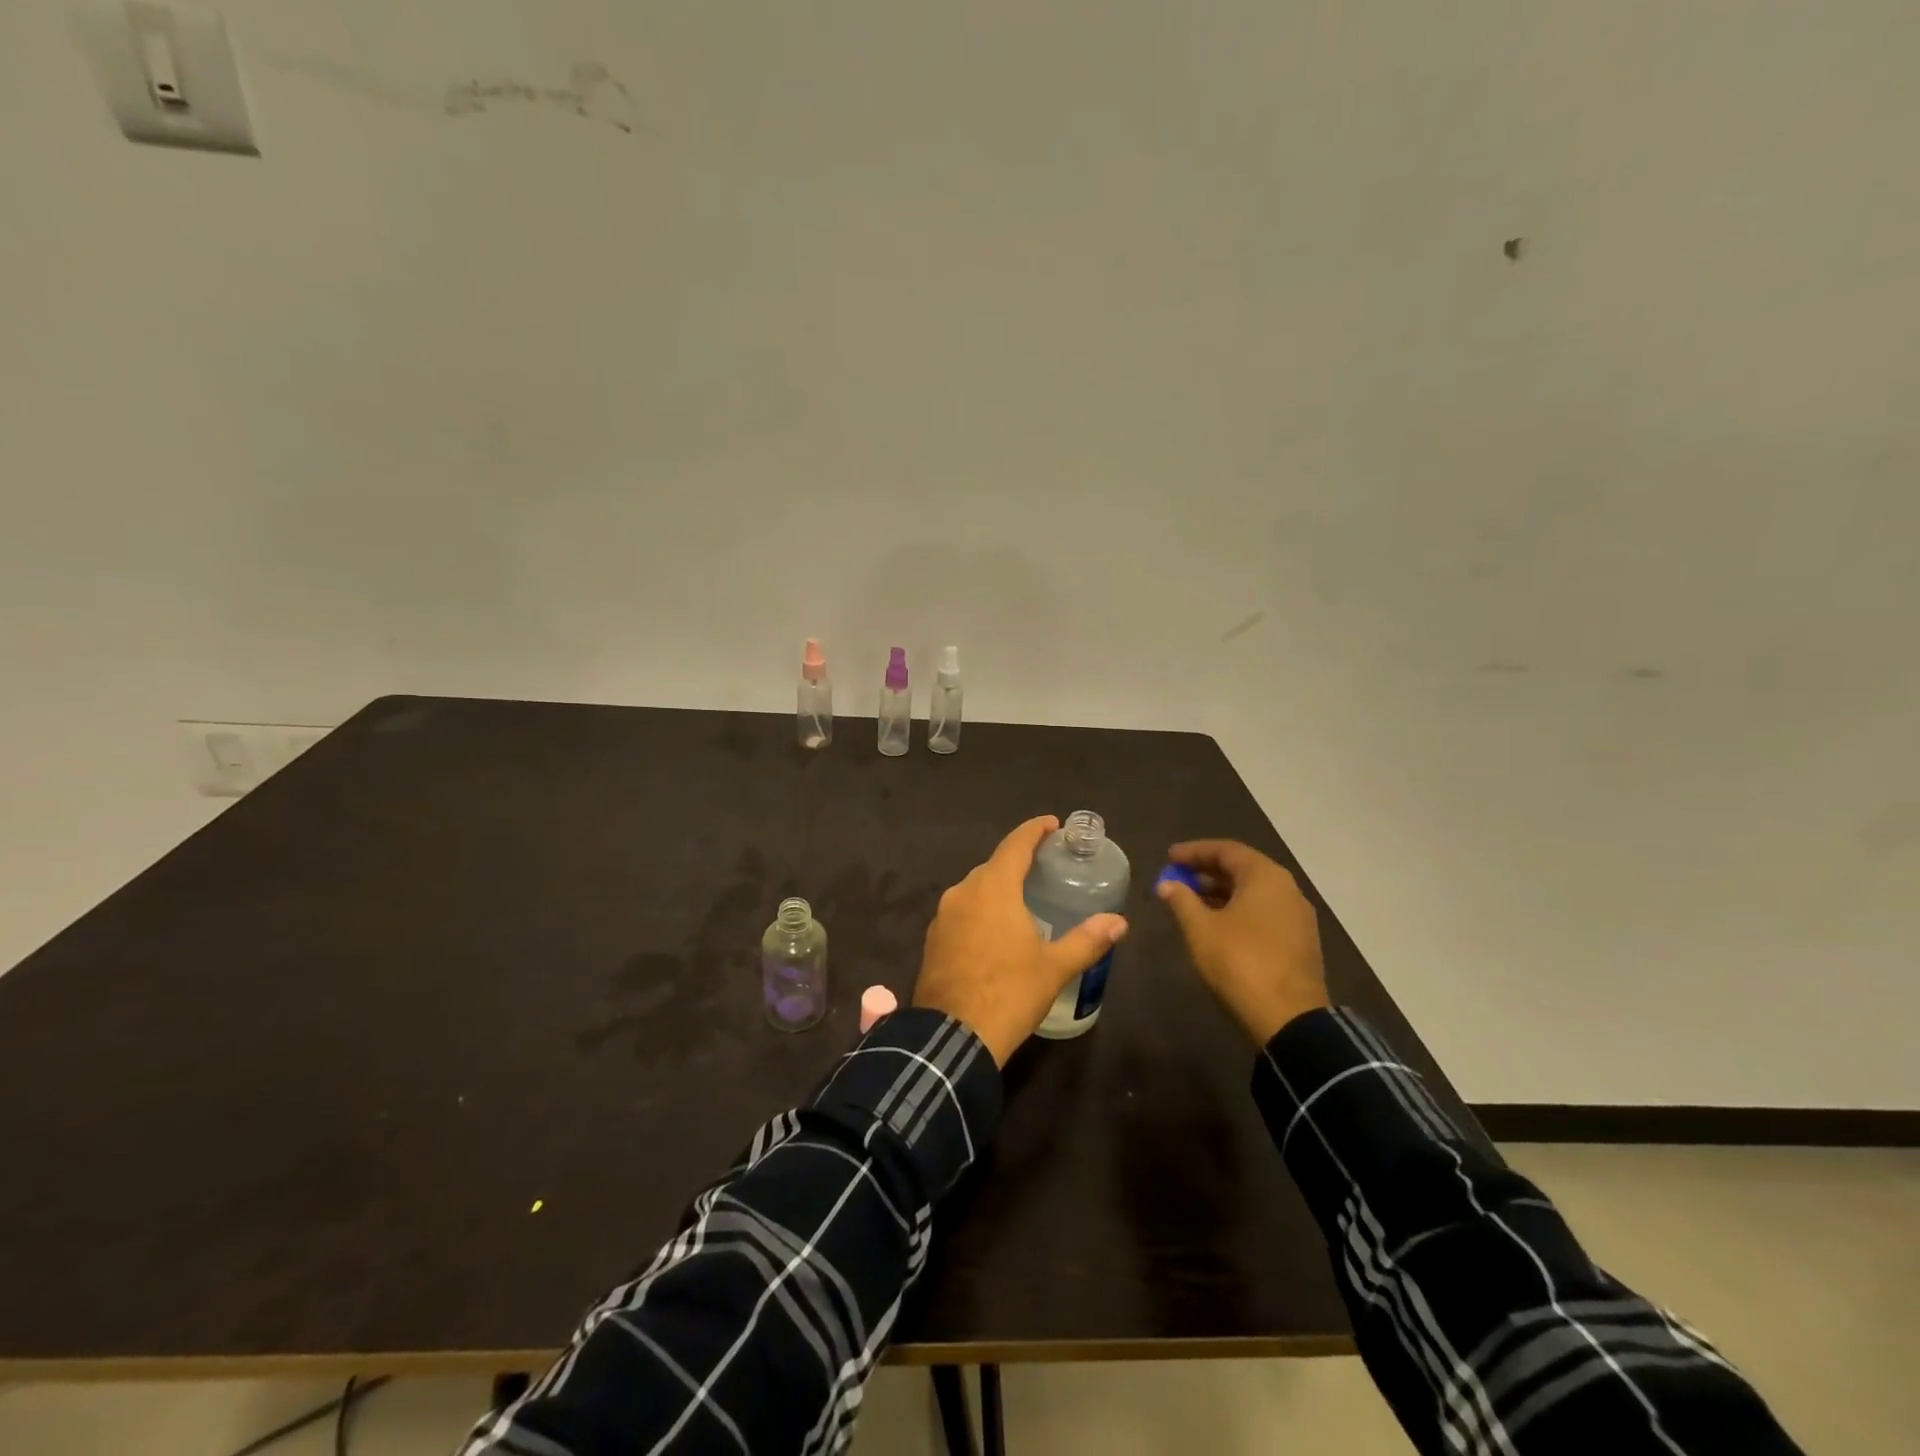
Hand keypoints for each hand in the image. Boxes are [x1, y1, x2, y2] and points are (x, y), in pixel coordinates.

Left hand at [914, 815, 1128, 1064]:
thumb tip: (1119, 922)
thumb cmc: (1009, 993)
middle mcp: (963, 892)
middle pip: (994, 866)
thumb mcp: (1054, 968)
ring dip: (998, 888)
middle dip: (1018, 861)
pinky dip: (981, 911)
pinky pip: (962, 912)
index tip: (1052, 824)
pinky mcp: (933, 938)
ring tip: (1023, 900)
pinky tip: (995, 931)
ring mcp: (943, 915)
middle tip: (1045, 867)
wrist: (953, 1036)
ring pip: (975, 889)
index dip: (1035, 830)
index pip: (1016, 844)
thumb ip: (1087, 940)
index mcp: (993, 888)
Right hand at [1156, 839, 1328, 1044]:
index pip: (1227, 850)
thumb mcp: (1201, 929)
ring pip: (1254, 893)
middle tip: (1177, 878)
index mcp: (1265, 877)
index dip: (1194, 852)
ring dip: (1222, 893)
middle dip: (1207, 872)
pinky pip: (1264, 913)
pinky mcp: (1300, 942)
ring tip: (1191, 902)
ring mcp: (1297, 917)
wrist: (1290, 1018)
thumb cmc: (1240, 962)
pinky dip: (1238, 911)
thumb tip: (1167, 884)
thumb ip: (1182, 900)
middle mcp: (1287, 889)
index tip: (1169, 857)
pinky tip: (1217, 926)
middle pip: (1243, 869)